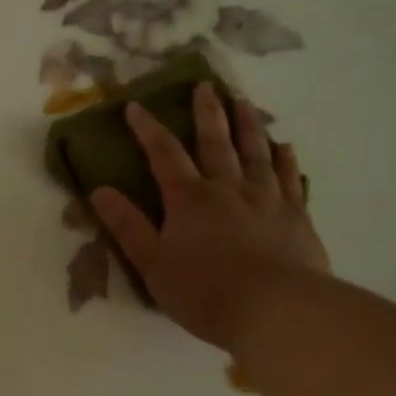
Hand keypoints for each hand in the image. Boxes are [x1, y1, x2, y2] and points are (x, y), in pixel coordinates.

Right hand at [91, 82, 328, 353]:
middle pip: (215, 143)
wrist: (276, 310)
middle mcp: (228, 188)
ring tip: (244, 103)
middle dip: (207, 113)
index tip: (136, 106)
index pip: (164, 154)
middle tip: (206, 85)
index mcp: (189, 199)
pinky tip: (285, 147)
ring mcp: (267, 199)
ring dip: (248, 126)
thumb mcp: (153, 263)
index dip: (148, 129)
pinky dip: (286, 160)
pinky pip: (291, 179)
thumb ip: (127, 226)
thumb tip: (98, 190)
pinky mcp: (297, 216)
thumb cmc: (205, 291)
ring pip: (255, 152)